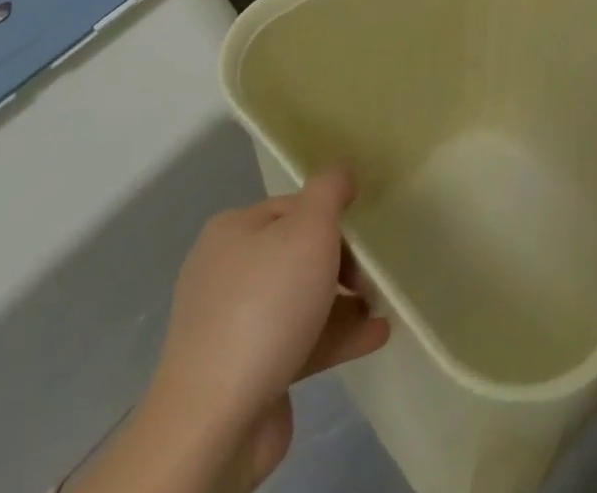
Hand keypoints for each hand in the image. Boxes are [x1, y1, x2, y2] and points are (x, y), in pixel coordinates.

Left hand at [146, 169, 389, 491]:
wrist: (215, 422)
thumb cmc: (266, 306)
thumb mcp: (309, 228)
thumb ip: (329, 191)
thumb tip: (341, 173)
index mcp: (233, 231)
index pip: (293, 207)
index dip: (331, 217)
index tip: (364, 235)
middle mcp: (226, 272)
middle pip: (297, 253)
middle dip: (341, 262)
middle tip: (372, 277)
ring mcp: (231, 326)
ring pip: (300, 300)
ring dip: (344, 301)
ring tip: (382, 305)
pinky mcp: (244, 372)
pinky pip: (298, 340)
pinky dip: (335, 334)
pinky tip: (375, 335)